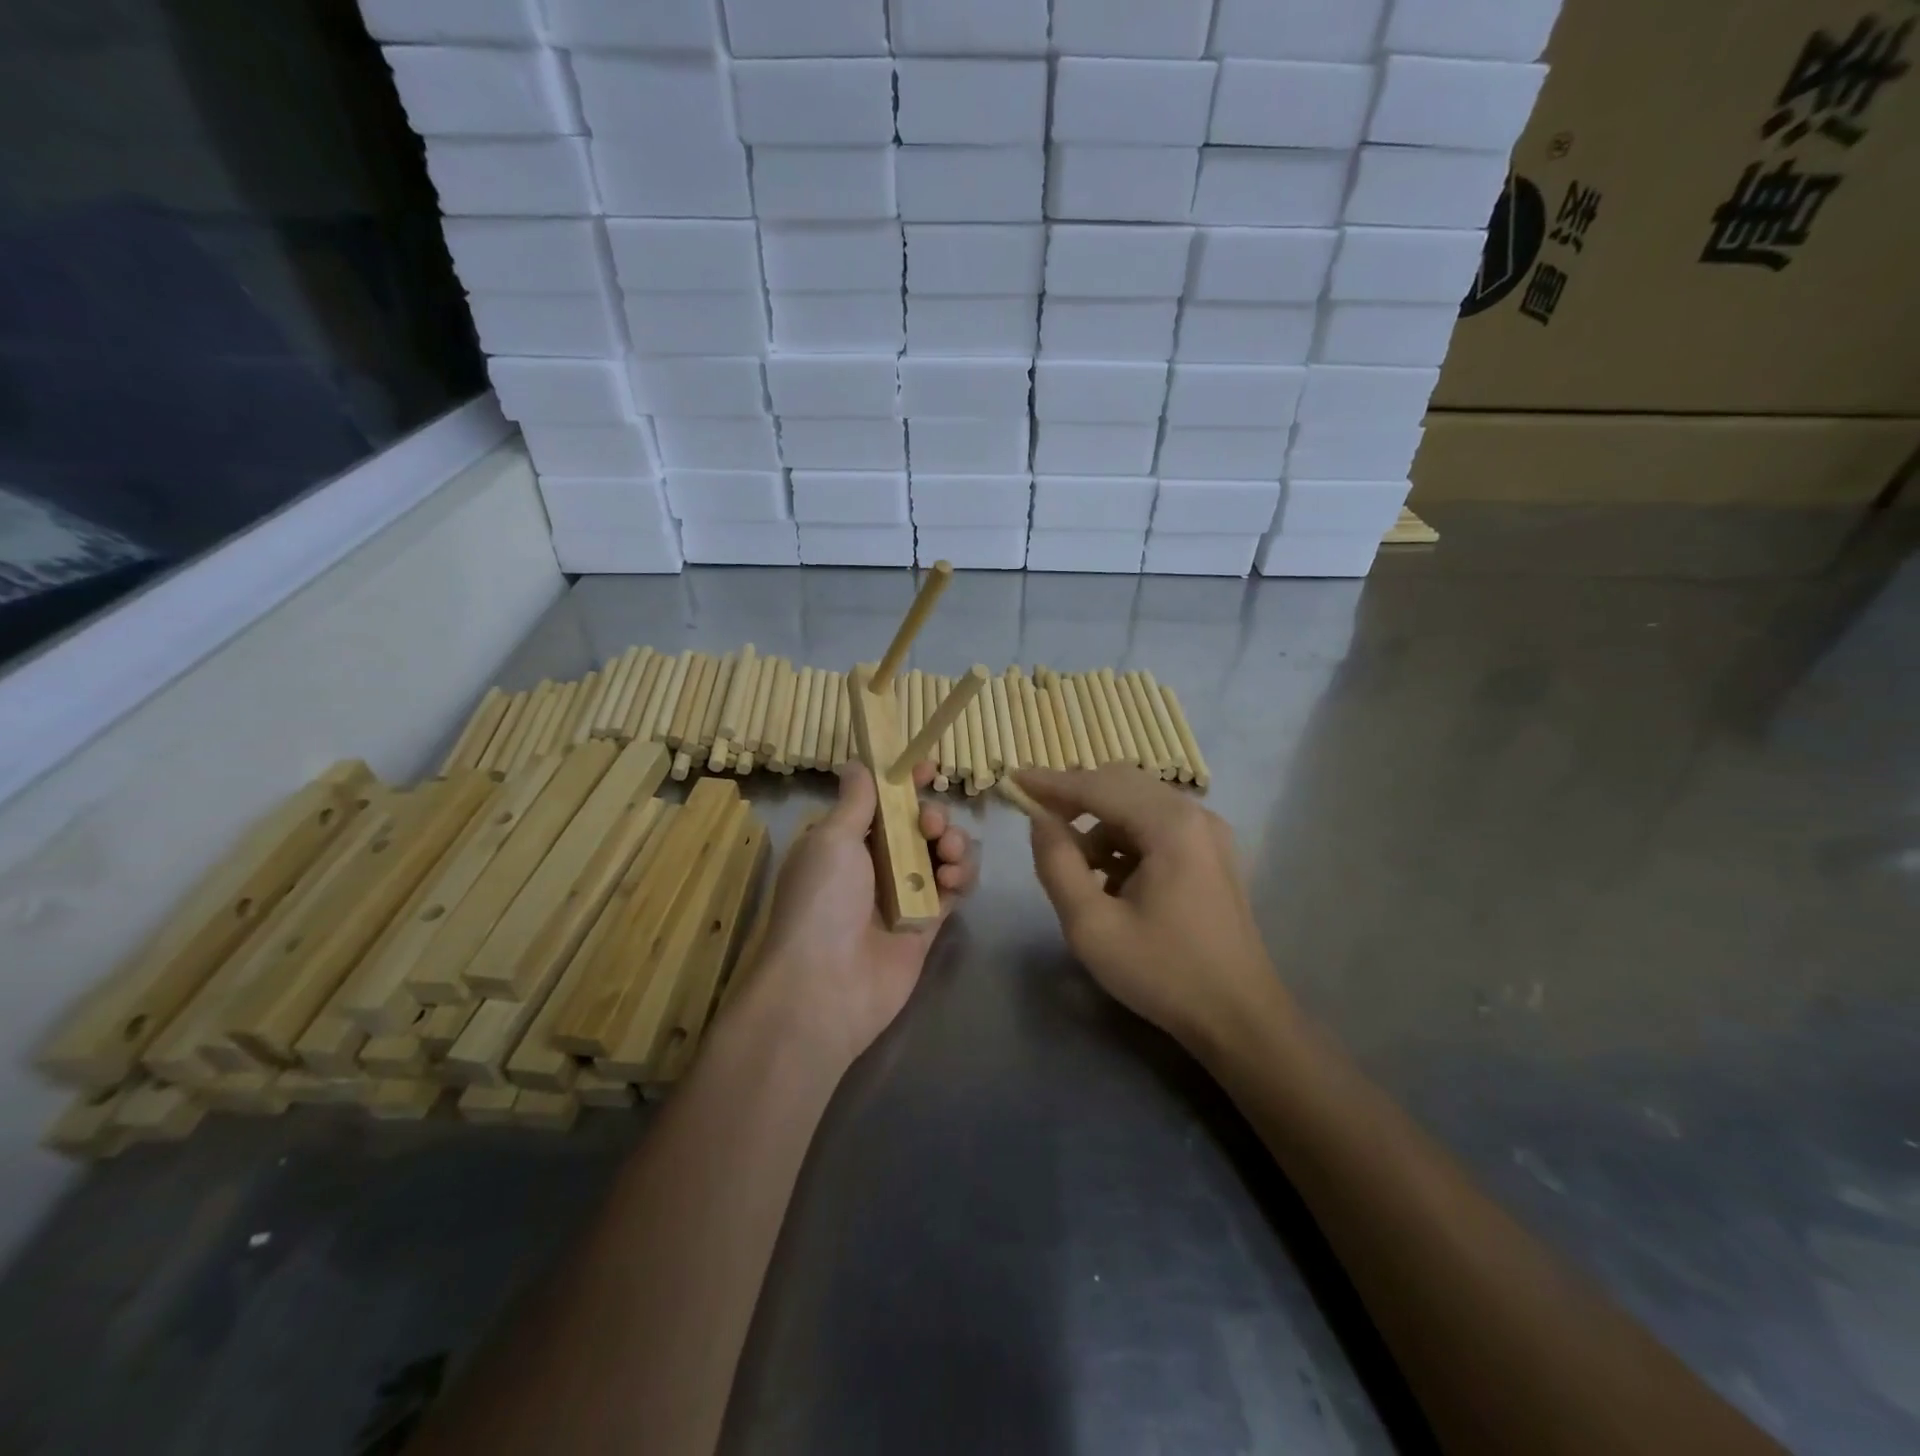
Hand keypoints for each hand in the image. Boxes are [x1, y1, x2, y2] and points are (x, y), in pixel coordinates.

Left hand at [751, 762, 975, 1069]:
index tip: (927, 768)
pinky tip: (955, 877)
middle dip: (932, 815)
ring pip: (941, 852)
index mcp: (844, 840)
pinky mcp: (928, 921)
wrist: (826, 986)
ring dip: (953, 842)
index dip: (904, 782)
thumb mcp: (831, 839)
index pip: (880, 801)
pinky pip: (954, 887)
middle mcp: (874, 863)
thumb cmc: (822, 901)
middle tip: (930, 825)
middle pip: (917, 825)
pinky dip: (962, 874)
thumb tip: (857, 763)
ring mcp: (903, 893)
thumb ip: (856, 801)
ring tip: (947, 854)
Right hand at [1020, 766, 1284, 1055]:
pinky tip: (1110, 880)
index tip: (1012, 779)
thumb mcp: (1092, 926)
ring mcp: (1208, 833)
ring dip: (1099, 824)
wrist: (1240, 1019)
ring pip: (1138, 805)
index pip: (1097, 786)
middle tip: (1036, 817)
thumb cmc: (1163, 973)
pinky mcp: (1212, 854)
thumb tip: (1040, 820)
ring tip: (1074, 868)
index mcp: (1170, 824)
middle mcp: (1194, 815)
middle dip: (1075, 797)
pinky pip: (1156, 827)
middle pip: (1121, 784)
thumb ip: (1058, 864)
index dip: (1050, 783)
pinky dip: (1124, 840)